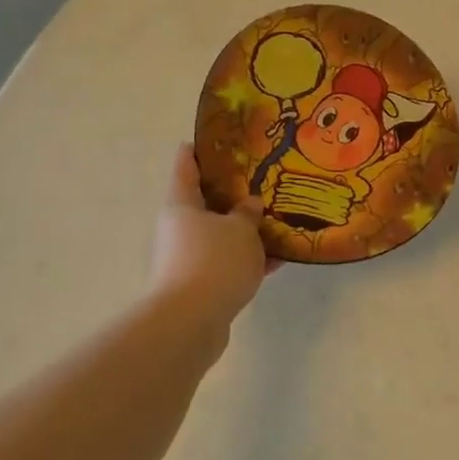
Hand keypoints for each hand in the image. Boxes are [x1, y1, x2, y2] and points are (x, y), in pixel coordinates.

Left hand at [149, 144, 277, 328]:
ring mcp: (187, 258)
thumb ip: (248, 213)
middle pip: (205, 202)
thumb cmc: (214, 261)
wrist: (191, 322)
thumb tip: (249, 204)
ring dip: (245, 231)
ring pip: (220, 235)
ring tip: (278, 222)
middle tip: (262, 181)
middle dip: (232, 193)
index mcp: (181, 204)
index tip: (219, 137)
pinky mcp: (200, 285)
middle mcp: (179, 228)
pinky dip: (249, 260)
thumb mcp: (241, 230)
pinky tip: (279, 260)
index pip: (186, 165)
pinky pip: (228, 263)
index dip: (200, 149)